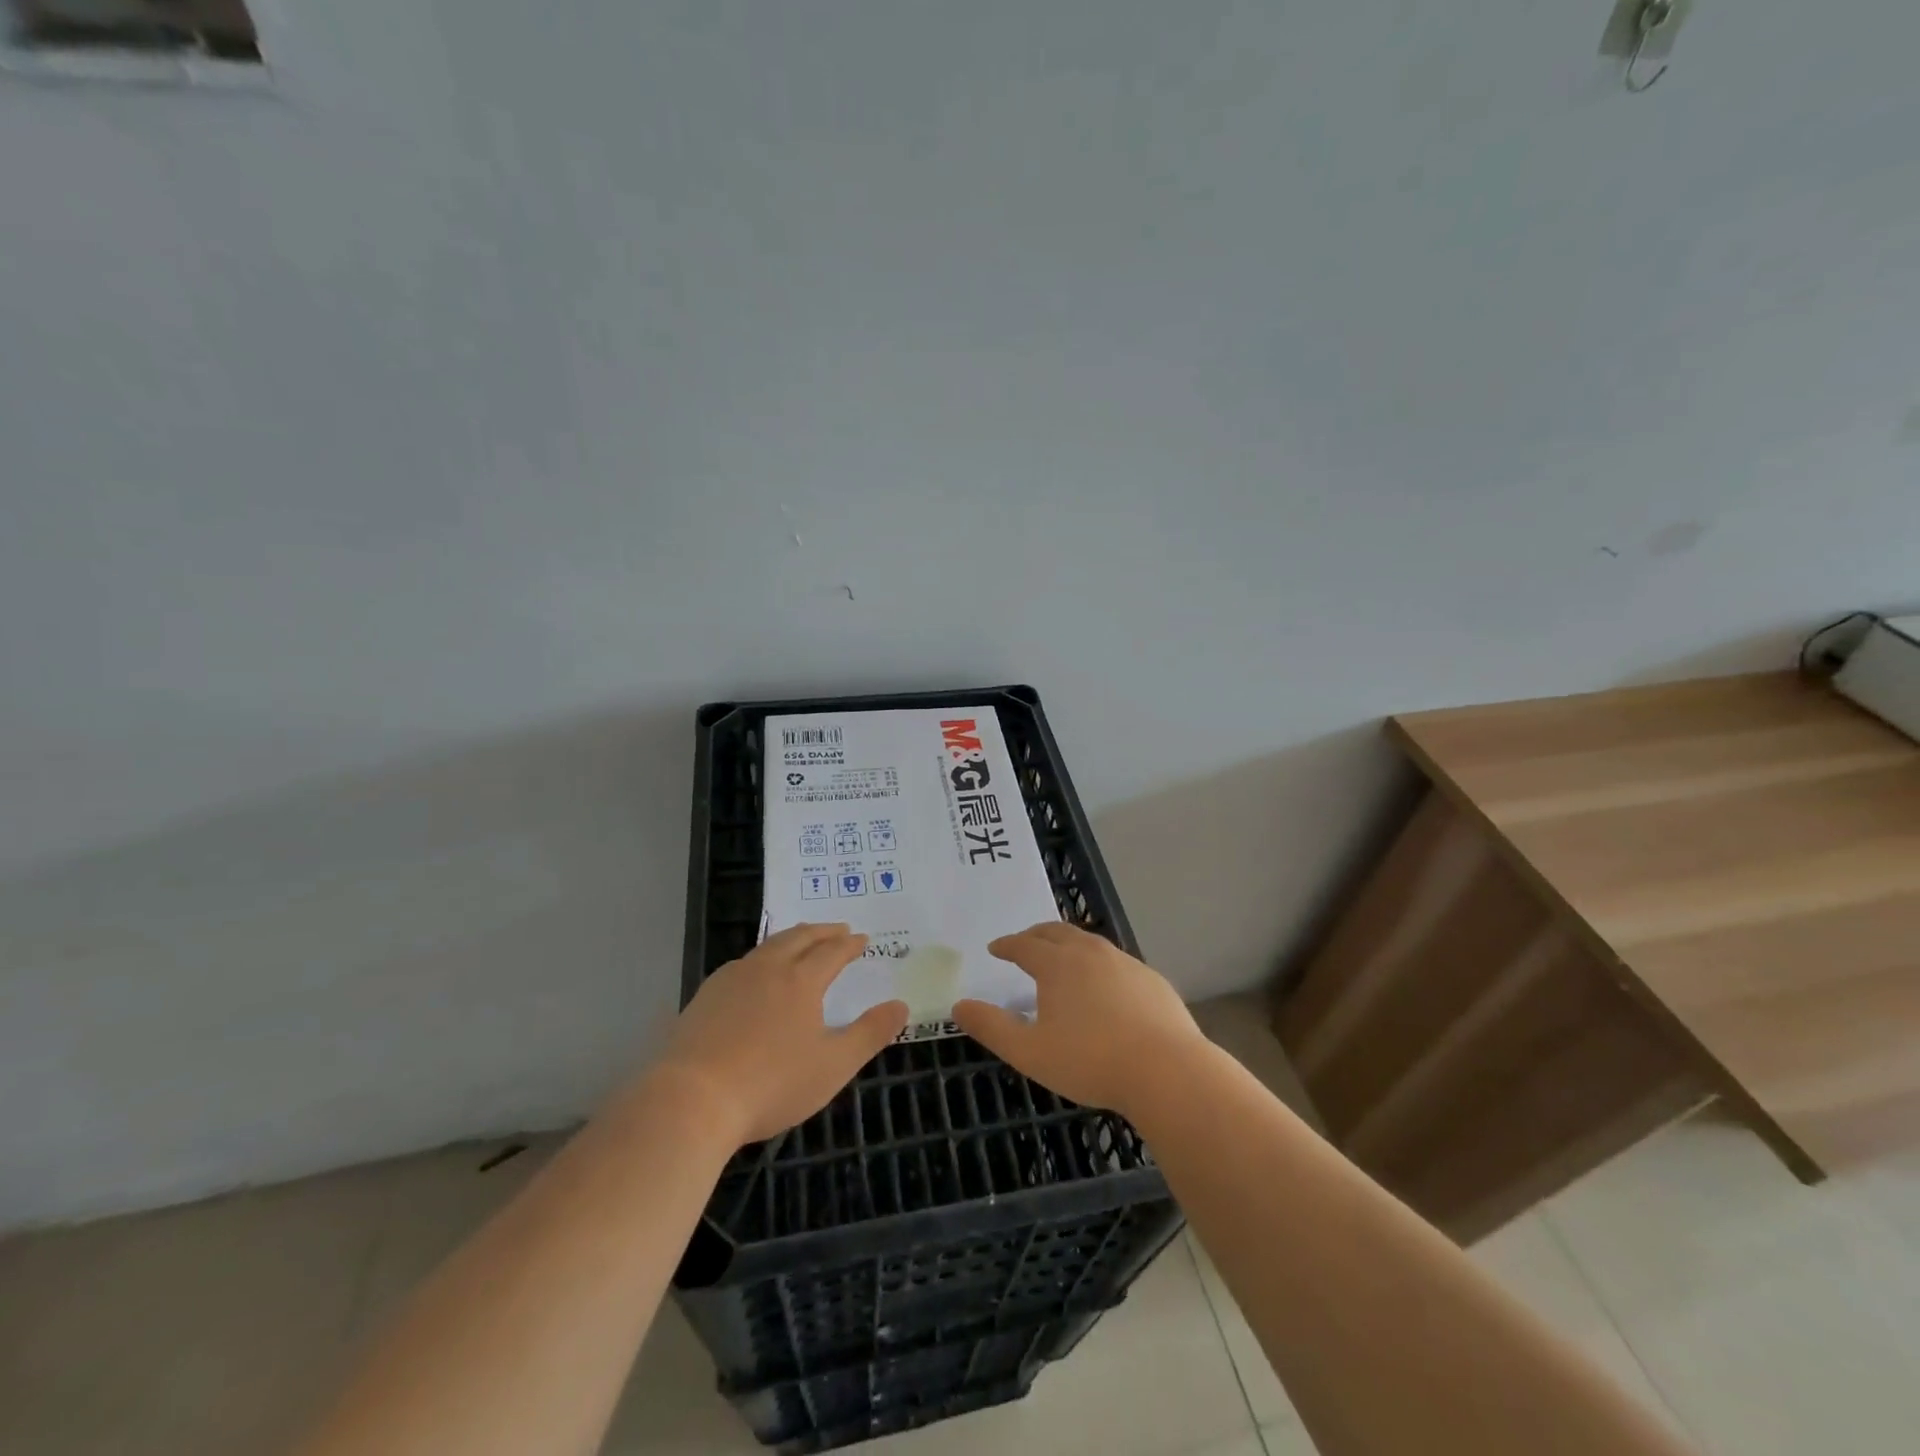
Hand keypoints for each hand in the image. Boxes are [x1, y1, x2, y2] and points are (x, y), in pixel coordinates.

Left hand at [654, 923, 906, 1145]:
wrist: (692, 1100)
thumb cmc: (771, 1083)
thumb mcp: (833, 1065)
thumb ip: (870, 1034)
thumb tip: (901, 1005)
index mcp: (801, 980)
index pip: (832, 952)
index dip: (849, 944)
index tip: (862, 939)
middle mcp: (767, 968)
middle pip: (798, 937)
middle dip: (822, 931)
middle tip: (837, 929)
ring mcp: (731, 979)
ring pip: (767, 946)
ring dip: (791, 939)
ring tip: (800, 943)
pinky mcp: (705, 997)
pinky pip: (742, 964)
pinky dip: (762, 958)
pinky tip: (755, 974)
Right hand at [952, 923, 1206, 1115]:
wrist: (1167, 1071)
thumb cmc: (1090, 1061)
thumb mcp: (1029, 1052)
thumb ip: (991, 1027)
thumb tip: (958, 1006)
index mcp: (1058, 964)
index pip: (1024, 945)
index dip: (1007, 945)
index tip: (995, 948)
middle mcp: (1091, 953)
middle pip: (1057, 932)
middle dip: (1036, 935)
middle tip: (1024, 943)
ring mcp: (1126, 963)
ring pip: (1089, 943)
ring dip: (1068, 945)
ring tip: (1061, 959)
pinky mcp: (1151, 979)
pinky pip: (1116, 962)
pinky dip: (1098, 965)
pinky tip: (1104, 986)